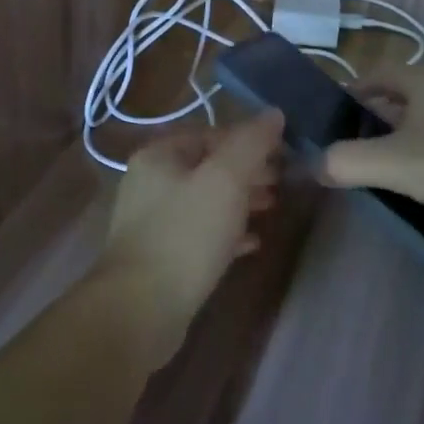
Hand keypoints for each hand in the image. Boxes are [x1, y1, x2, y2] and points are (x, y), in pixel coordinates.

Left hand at [93, 110, 283, 362]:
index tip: (283, 155)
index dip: (249, 140)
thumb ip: (251, 144)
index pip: (210, 134)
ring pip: (205, 200)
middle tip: (282, 183)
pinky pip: (200, 234)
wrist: (140, 309)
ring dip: (240, 202)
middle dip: (247, 172)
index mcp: (159, 155)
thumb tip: (274, 114)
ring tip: (273, 208)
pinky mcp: (162, 256)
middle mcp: (151, 182)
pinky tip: (252, 244)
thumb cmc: (185, 234)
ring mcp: (153, 221)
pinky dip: (227, 233)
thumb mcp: (225, 180)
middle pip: (208, 166)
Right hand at [321, 63, 423, 225]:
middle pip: (401, 96)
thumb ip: (346, 162)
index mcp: (422, 81)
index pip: (375, 73)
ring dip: (403, 138)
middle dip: (374, 118)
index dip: (351, 90)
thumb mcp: (395, 164)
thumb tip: (315, 165)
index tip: (332, 118)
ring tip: (385, 170)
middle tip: (352, 148)